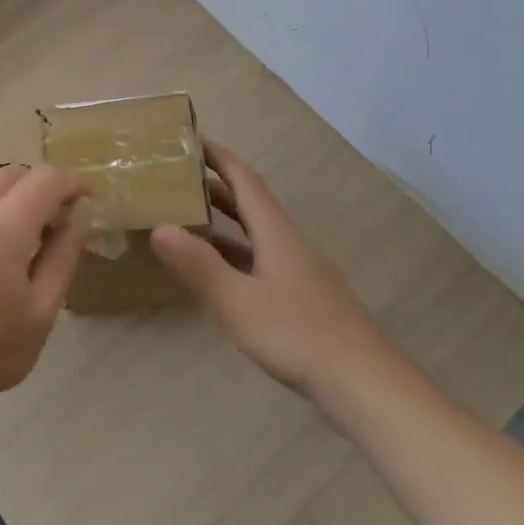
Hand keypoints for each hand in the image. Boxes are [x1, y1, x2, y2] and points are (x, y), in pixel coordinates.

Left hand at [0, 165, 92, 436]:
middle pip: (13, 173)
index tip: (90, 199)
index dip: (74, 182)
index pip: (46, 180)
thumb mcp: (41, 312)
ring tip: (21, 230)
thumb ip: (63, 256)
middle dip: (42, 186)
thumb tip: (78, 216)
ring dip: (10, 192)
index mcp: (0, 228)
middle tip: (57, 220)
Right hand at [151, 140, 385, 395]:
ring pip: (255, 235)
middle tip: (178, 179)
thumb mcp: (238, 302)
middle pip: (250, 204)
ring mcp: (298, 272)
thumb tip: (159, 227)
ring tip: (187, 220)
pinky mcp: (302, 298)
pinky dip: (234, 254)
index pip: (245, 181)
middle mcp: (288, 244)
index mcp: (276, 233)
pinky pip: (260, 260)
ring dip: (224, 222)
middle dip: (216, 187)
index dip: (219, 158)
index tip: (192, 139)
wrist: (364, 385)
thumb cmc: (298, 335)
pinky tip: (218, 274)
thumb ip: (199, 266)